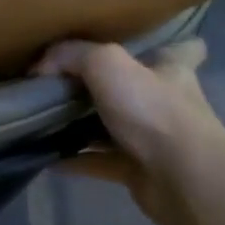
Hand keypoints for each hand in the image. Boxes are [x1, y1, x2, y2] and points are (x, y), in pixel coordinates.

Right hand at [32, 38, 224, 224]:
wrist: (183, 181)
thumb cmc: (153, 111)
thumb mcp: (106, 64)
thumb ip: (70, 55)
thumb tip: (40, 67)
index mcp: (170, 69)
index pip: (182, 48)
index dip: (167, 43)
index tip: (142, 43)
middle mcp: (166, 101)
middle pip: (135, 87)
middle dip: (106, 84)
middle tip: (64, 80)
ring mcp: (153, 138)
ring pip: (113, 125)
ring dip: (84, 124)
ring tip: (44, 117)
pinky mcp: (138, 169)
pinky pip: (98, 160)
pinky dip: (74, 159)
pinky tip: (45, 156)